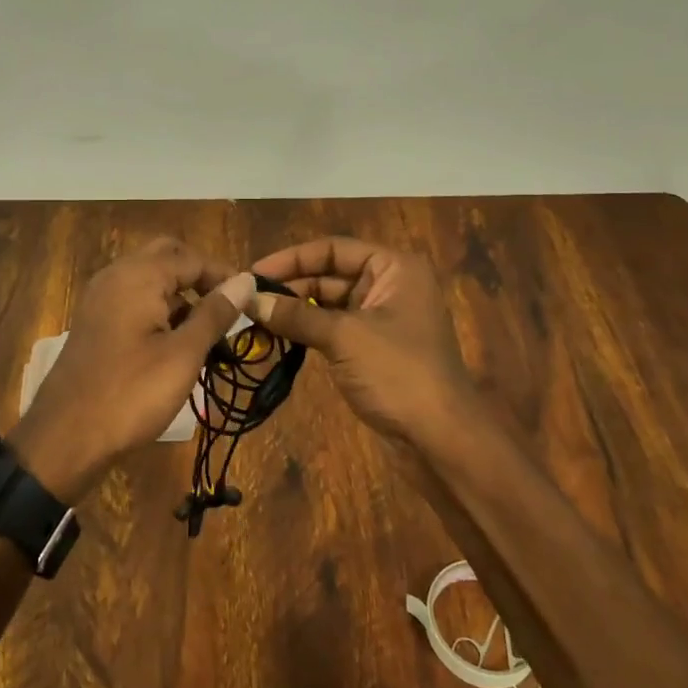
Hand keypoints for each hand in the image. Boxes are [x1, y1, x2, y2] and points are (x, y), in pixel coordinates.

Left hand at [8, 238, 255, 503]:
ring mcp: (100, 297)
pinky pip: (133, 298)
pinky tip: (175, 342)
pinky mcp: (95, 320)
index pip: (192, 258)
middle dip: (199, 277)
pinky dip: (158, 308)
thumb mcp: (183, 355)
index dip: (224, 275)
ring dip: (180, 294)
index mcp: (138, 275)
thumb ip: (215, 313)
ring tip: (208, 331)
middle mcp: (116, 275)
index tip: (252, 301)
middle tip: (227, 309)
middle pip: (167, 257)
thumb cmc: (131, 394)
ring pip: (149, 278)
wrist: (65, 436)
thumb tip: (244, 280)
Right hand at [249, 236, 476, 453]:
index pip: (333, 249)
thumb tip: (248, 300)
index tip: (253, 273)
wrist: (441, 439)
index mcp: (394, 268)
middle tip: (247, 301)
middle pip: (330, 275)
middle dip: (290, 287)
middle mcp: (390, 285)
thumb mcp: (343, 337)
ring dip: (295, 311)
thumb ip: (295, 315)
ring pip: (329, 304)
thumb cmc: (398, 373)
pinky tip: (277, 338)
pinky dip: (307, 332)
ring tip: (254, 320)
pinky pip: (334, 329)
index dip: (292, 259)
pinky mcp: (374, 348)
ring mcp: (383, 319)